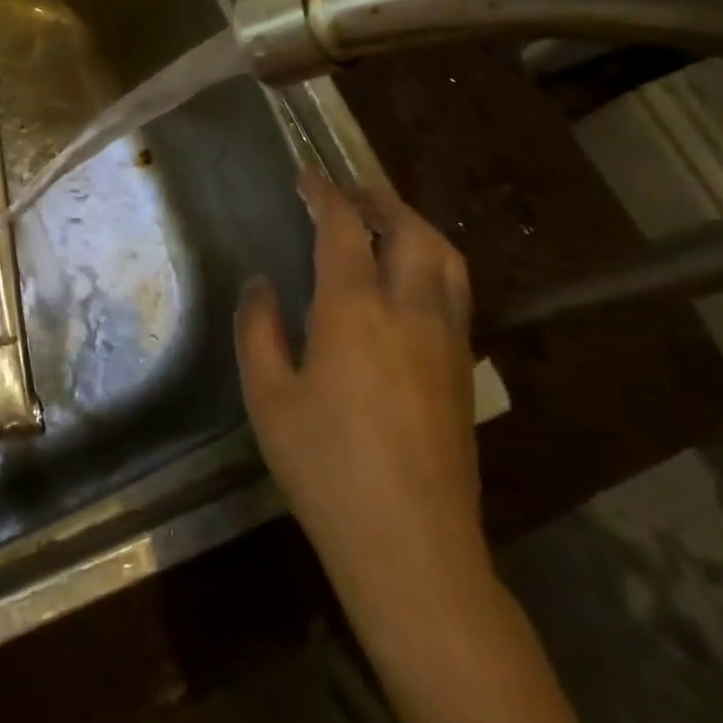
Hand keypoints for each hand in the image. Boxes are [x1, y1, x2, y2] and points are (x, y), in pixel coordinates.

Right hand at [236, 172, 486, 630]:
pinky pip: (454, 293)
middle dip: (380, 200)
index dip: (325, 194)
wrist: (412, 547)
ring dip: (415, 227)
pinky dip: (433, 263)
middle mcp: (410, 312)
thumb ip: (258, 330)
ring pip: (446, 259)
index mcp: (355, 311)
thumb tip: (261, 285)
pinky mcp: (463, 371)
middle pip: (411, 231)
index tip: (306, 175)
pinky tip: (409, 283)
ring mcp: (447, 341)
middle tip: (349, 194)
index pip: (344, 229)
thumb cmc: (326, 468)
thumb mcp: (268, 397)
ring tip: (385, 224)